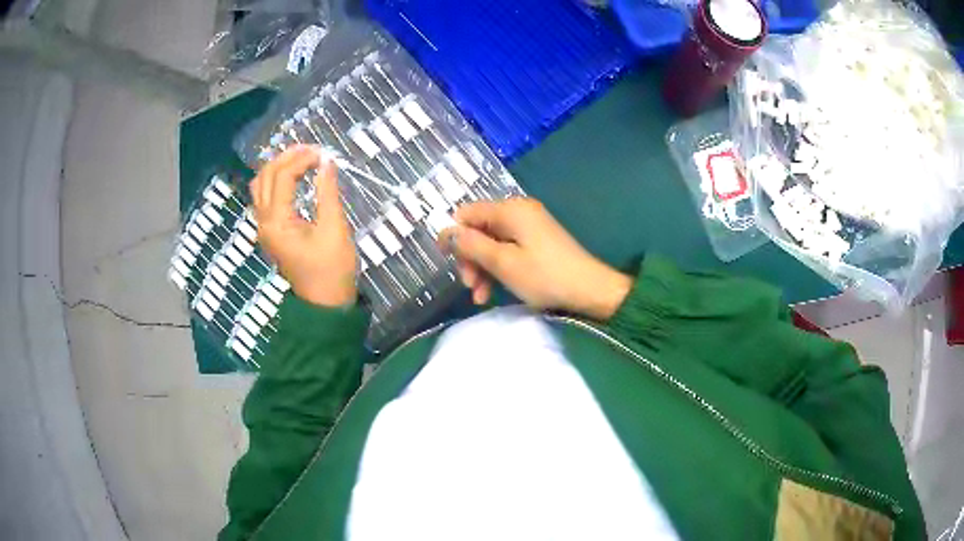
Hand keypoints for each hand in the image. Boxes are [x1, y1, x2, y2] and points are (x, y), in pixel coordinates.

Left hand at [251, 145, 356, 306]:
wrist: (324, 304)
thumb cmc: (332, 269)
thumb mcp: (334, 229)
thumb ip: (328, 193)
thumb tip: (326, 163)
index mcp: (277, 222)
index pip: (282, 176)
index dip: (302, 159)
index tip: (324, 154)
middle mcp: (263, 222)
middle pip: (265, 176)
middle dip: (287, 157)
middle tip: (312, 150)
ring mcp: (263, 228)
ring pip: (260, 186)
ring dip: (278, 167)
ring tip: (302, 159)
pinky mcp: (269, 232)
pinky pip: (264, 198)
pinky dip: (276, 181)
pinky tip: (293, 177)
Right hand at [438, 198, 631, 319]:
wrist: (590, 290)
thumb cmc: (545, 276)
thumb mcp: (503, 263)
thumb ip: (472, 245)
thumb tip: (446, 231)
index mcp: (510, 209)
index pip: (467, 212)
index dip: (452, 234)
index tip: (445, 260)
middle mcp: (518, 212)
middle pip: (479, 229)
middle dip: (470, 257)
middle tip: (469, 285)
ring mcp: (529, 227)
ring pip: (492, 243)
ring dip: (482, 268)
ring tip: (480, 297)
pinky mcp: (536, 242)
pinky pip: (507, 250)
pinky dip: (497, 269)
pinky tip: (492, 292)